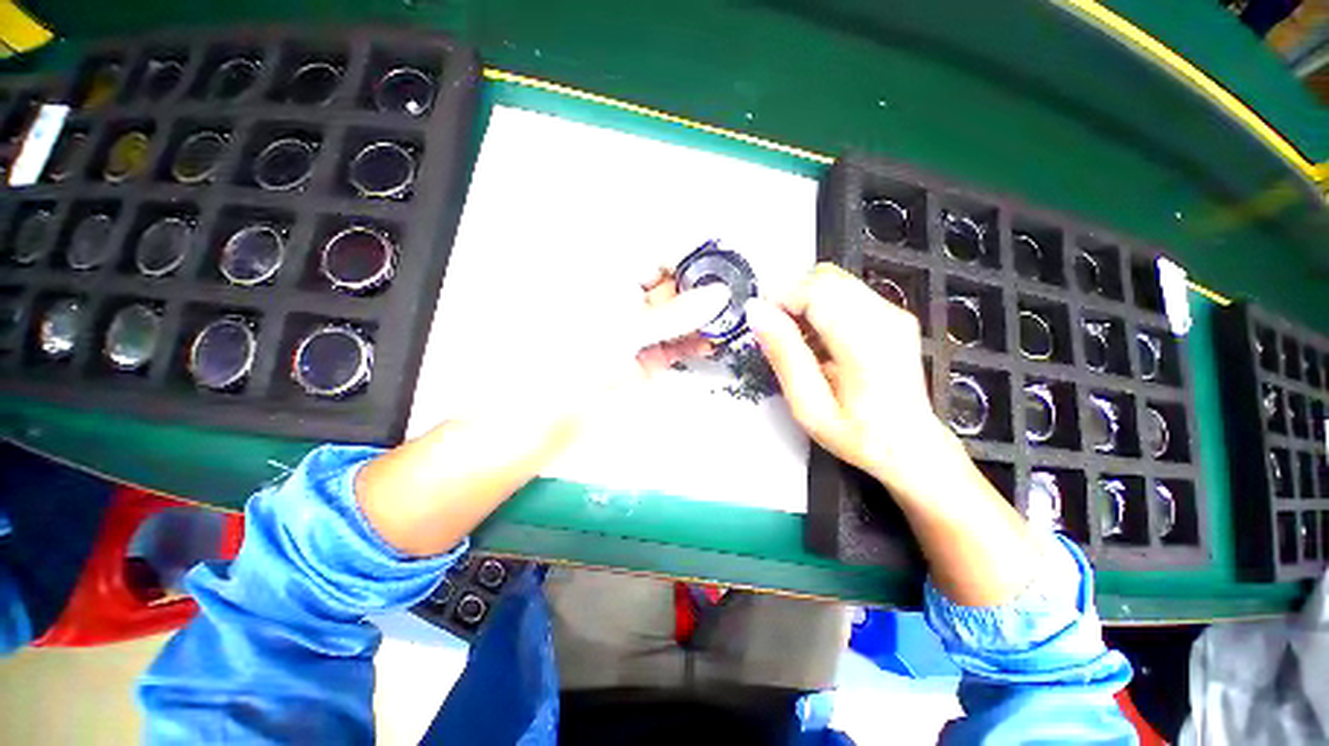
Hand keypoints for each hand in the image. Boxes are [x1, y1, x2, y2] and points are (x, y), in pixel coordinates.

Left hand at [356, 271, 726, 556]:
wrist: (538, 418)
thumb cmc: (569, 360)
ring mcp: (630, 332)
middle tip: (734, 296)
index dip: (687, 259)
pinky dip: (691, 344)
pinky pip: (670, 345)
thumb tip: (719, 295)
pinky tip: (711, 342)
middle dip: (700, 291)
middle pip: (668, 287)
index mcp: (606, 280)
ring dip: (700, 320)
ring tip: (729, 322)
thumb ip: (674, 313)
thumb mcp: (624, 330)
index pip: (654, 256)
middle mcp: (619, 301)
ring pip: (673, 319)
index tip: (721, 266)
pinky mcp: (639, 362)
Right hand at [745, 264, 960, 493]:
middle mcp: (884, 315)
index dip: (780, 298)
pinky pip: (846, 292)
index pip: (814, 289)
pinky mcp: (892, 314)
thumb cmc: (857, 434)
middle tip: (777, 333)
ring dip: (805, 302)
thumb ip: (784, 354)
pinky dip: (821, 306)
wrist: (911, 447)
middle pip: (824, 277)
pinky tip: (818, 339)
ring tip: (798, 340)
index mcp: (865, 340)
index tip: (761, 323)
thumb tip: (756, 312)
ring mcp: (892, 312)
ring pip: (833, 280)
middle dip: (791, 298)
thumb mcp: (809, 405)